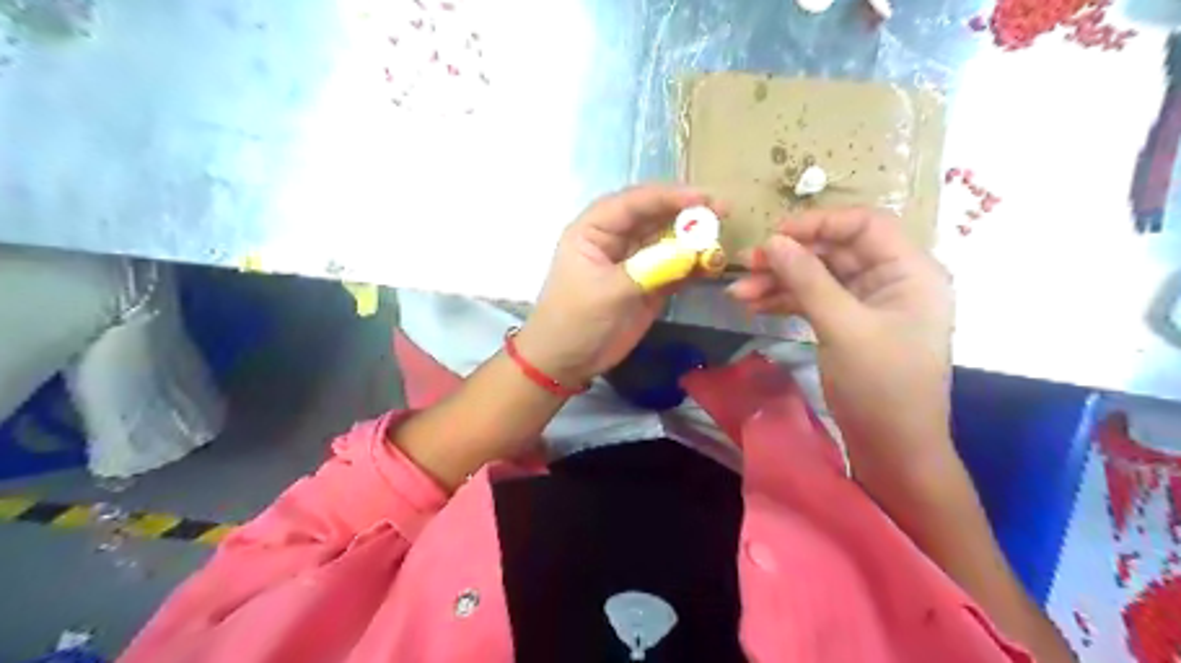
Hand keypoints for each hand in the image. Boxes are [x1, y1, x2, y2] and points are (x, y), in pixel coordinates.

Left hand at [519, 184, 719, 386]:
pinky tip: (713, 265)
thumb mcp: (608, 292)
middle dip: (687, 214)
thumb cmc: (576, 321)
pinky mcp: (649, 284)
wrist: (567, 362)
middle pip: (655, 216)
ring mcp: (635, 262)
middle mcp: (616, 239)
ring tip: (721, 241)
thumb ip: (651, 269)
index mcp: (594, 230)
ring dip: (694, 241)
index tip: (702, 198)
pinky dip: (693, 266)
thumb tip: (693, 251)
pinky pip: (675, 268)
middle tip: (722, 211)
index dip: (667, 196)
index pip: (633, 203)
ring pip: (668, 241)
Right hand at [725, 211, 951, 467]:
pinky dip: (785, 302)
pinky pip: (813, 301)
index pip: (864, 225)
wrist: (892, 448)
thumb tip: (772, 241)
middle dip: (788, 258)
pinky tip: (755, 307)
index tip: (774, 235)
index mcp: (909, 271)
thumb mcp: (844, 328)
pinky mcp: (848, 325)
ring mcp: (867, 304)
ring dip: (779, 282)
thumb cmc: (882, 386)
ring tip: (738, 294)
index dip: (818, 223)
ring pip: (818, 277)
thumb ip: (808, 280)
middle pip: (835, 251)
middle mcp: (891, 280)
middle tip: (744, 264)